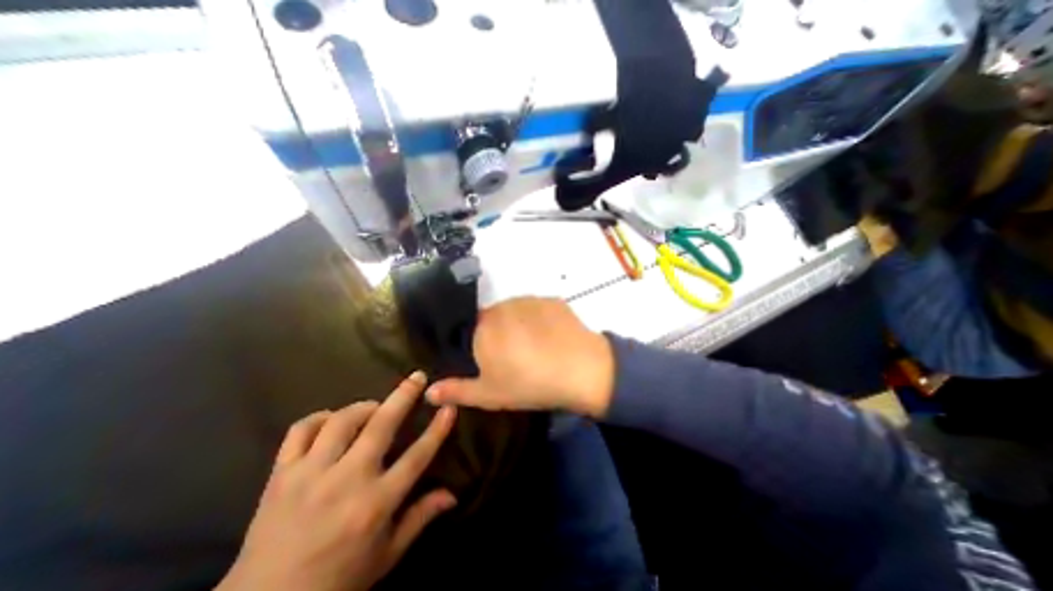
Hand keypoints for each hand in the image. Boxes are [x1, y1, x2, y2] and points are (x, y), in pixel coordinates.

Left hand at [214, 372, 456, 590]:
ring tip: (374, 408)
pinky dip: (319, 418)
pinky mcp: (280, 476)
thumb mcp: (386, 555)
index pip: (417, 456)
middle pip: (382, 425)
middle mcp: (346, 482)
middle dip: (404, 395)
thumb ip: (420, 518)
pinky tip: (331, 422)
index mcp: (375, 504)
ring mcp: (310, 475)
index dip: (437, 429)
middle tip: (417, 377)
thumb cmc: (337, 581)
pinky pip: (300, 430)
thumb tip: (453, 495)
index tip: (449, 407)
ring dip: (364, 407)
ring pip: (342, 421)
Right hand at [422, 298, 613, 417]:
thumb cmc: (529, 383)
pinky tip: (552, 338)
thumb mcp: (489, 394)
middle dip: (500, 334)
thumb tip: (428, 391)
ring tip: (537, 347)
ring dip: (521, 325)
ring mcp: (530, 300)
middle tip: (517, 357)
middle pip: (495, 318)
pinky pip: (539, 309)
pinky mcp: (552, 300)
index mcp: (484, 326)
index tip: (494, 361)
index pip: (473, 329)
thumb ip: (457, 390)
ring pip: (517, 312)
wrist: (580, 370)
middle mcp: (503, 306)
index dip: (482, 345)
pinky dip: (541, 320)